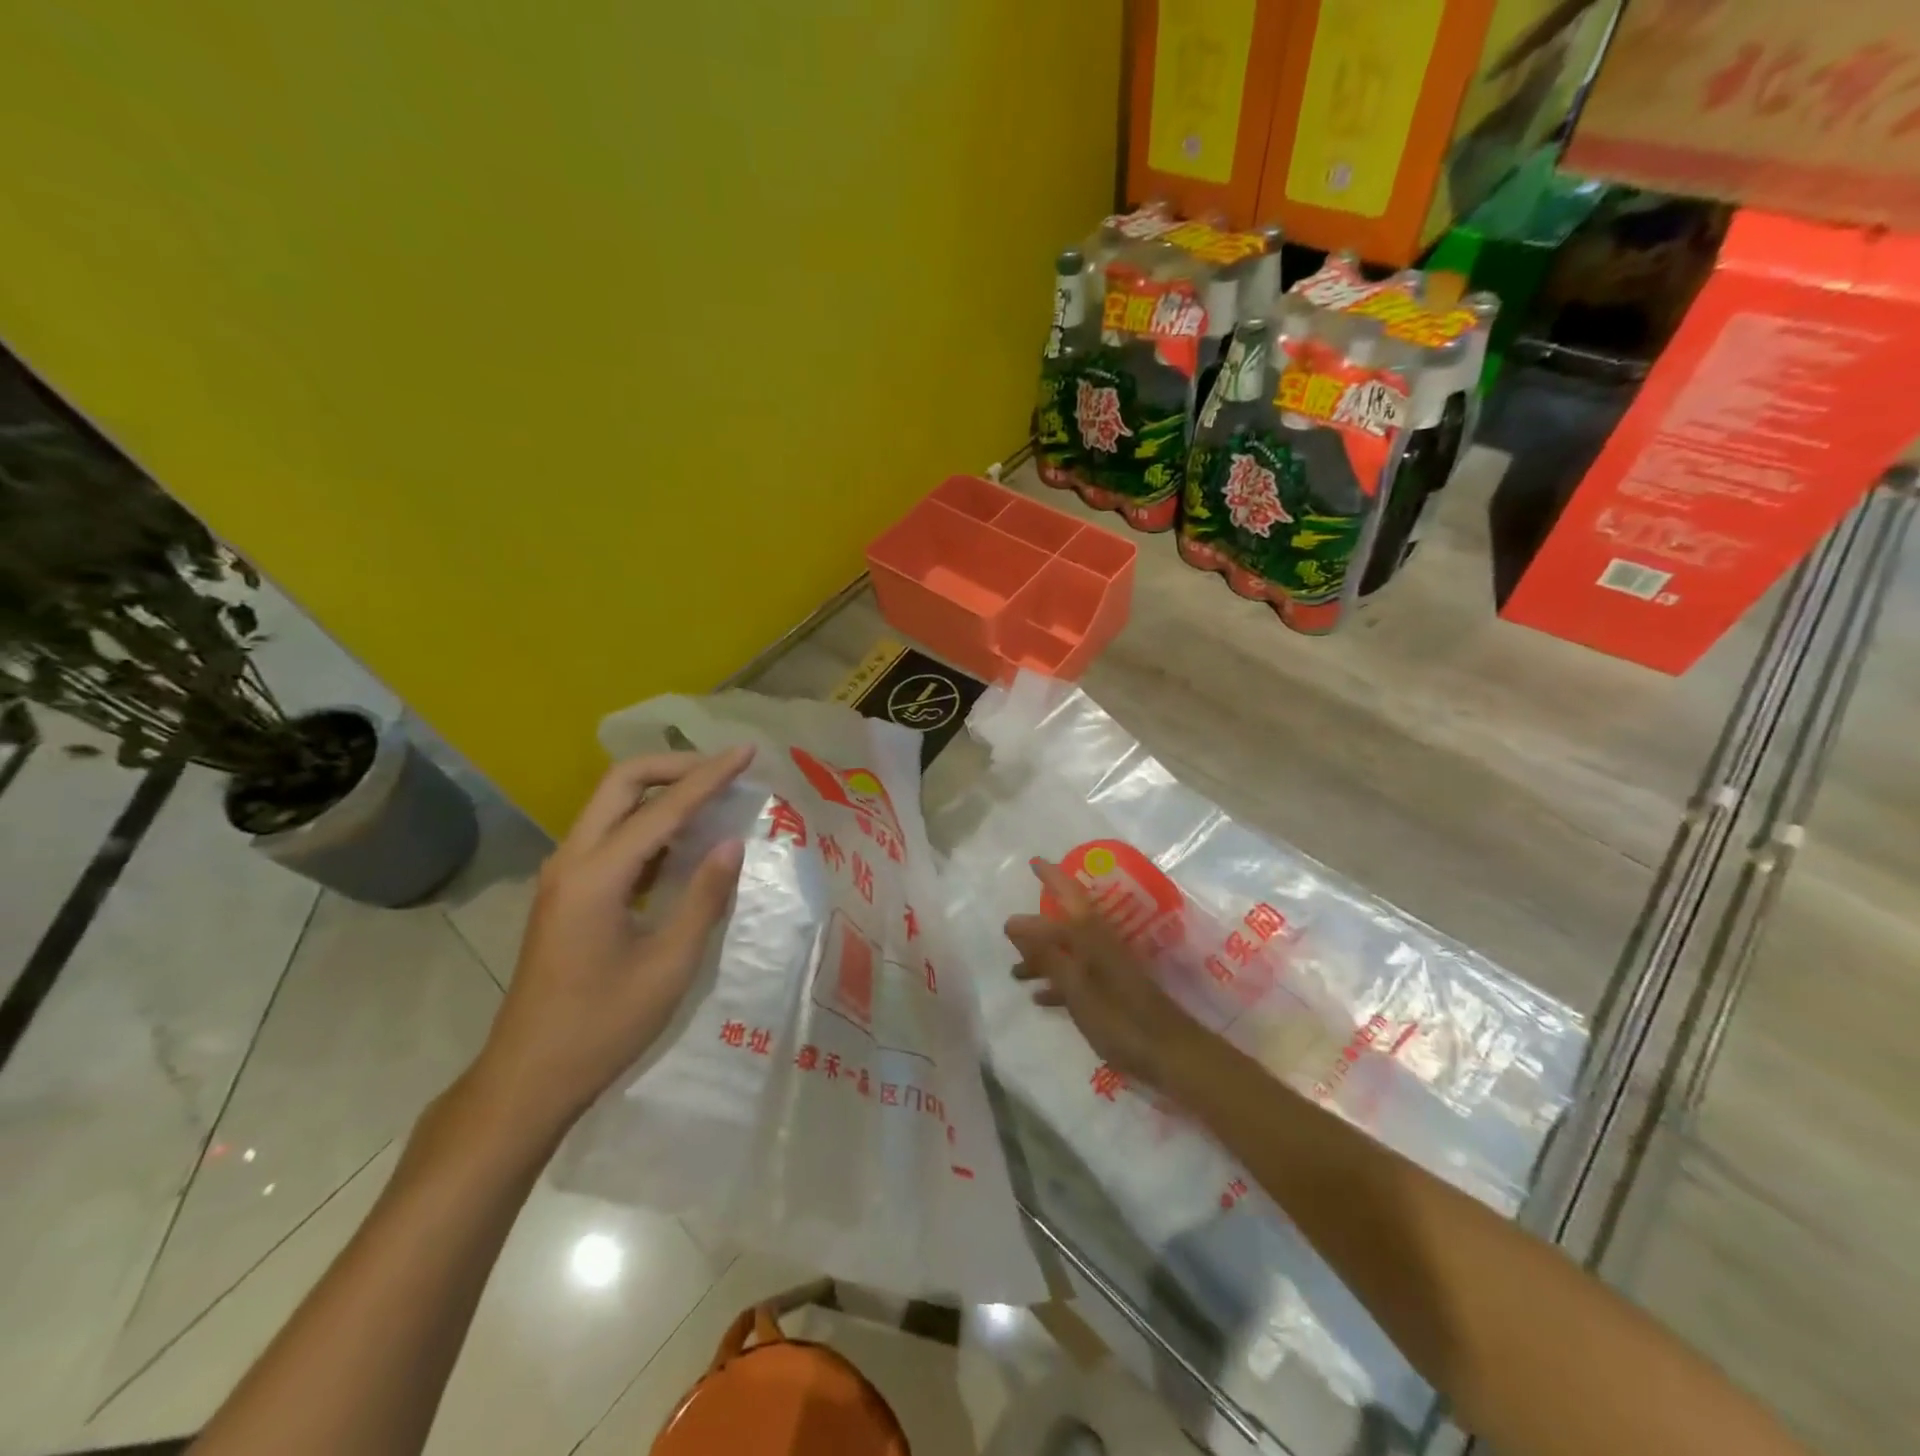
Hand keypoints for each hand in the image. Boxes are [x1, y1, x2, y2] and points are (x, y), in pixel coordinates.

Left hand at [469, 747, 754, 1136]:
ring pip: (612, 806)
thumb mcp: (669, 966)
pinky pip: (610, 836)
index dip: (709, 777)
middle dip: (675, 767)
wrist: (528, 1078)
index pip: (663, 808)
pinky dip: (647, 823)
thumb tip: (732, 843)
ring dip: (660, 792)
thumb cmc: (603, 1027)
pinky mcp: (566, 893)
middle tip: (724, 771)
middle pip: (621, 784)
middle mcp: (572, 861)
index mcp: (597, 876)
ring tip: (712, 797)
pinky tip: (682, 841)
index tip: (746, 752)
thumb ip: (703, 898)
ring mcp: (563, 876)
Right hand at [1004, 857, 1210, 1090]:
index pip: (1068, 897)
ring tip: (1015, 973)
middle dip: (1038, 925)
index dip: (1052, 878)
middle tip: (1011, 929)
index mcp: (1093, 938)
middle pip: (1065, 925)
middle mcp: (1101, 945)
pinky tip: (1040, 998)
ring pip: (1069, 952)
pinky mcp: (1114, 991)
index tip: (1033, 862)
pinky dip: (1058, 982)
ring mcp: (1109, 968)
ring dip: (1043, 958)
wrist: (1171, 1054)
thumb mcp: (1077, 989)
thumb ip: (1047, 955)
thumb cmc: (1120, 1019)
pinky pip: (1078, 976)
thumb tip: (1015, 924)